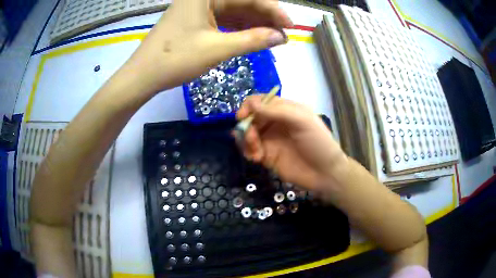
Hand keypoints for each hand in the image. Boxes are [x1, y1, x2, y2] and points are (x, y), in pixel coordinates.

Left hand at [122, 0, 292, 94]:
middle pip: (241, 2)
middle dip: (264, 18)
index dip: (273, 10)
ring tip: (272, 38)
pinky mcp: (195, 20)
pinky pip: (223, 20)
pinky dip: (238, 29)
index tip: (290, 26)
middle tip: (283, 35)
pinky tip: (253, 37)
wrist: (143, 76)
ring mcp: (198, 8)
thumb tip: (280, 37)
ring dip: (253, 24)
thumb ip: (252, 40)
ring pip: (233, 11)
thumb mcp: (217, 49)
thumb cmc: (175, 59)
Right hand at [235, 96, 348, 190]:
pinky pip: (249, 150)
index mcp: (284, 110)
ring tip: (255, 152)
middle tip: (252, 138)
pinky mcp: (267, 156)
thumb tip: (251, 104)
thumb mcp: (302, 120)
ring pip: (247, 134)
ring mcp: (270, 139)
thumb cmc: (317, 142)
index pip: (260, 101)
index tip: (242, 117)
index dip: (249, 106)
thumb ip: (276, 111)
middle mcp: (275, 122)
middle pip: (250, 118)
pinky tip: (256, 158)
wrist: (325, 173)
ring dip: (246, 140)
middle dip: (246, 127)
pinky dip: (248, 152)